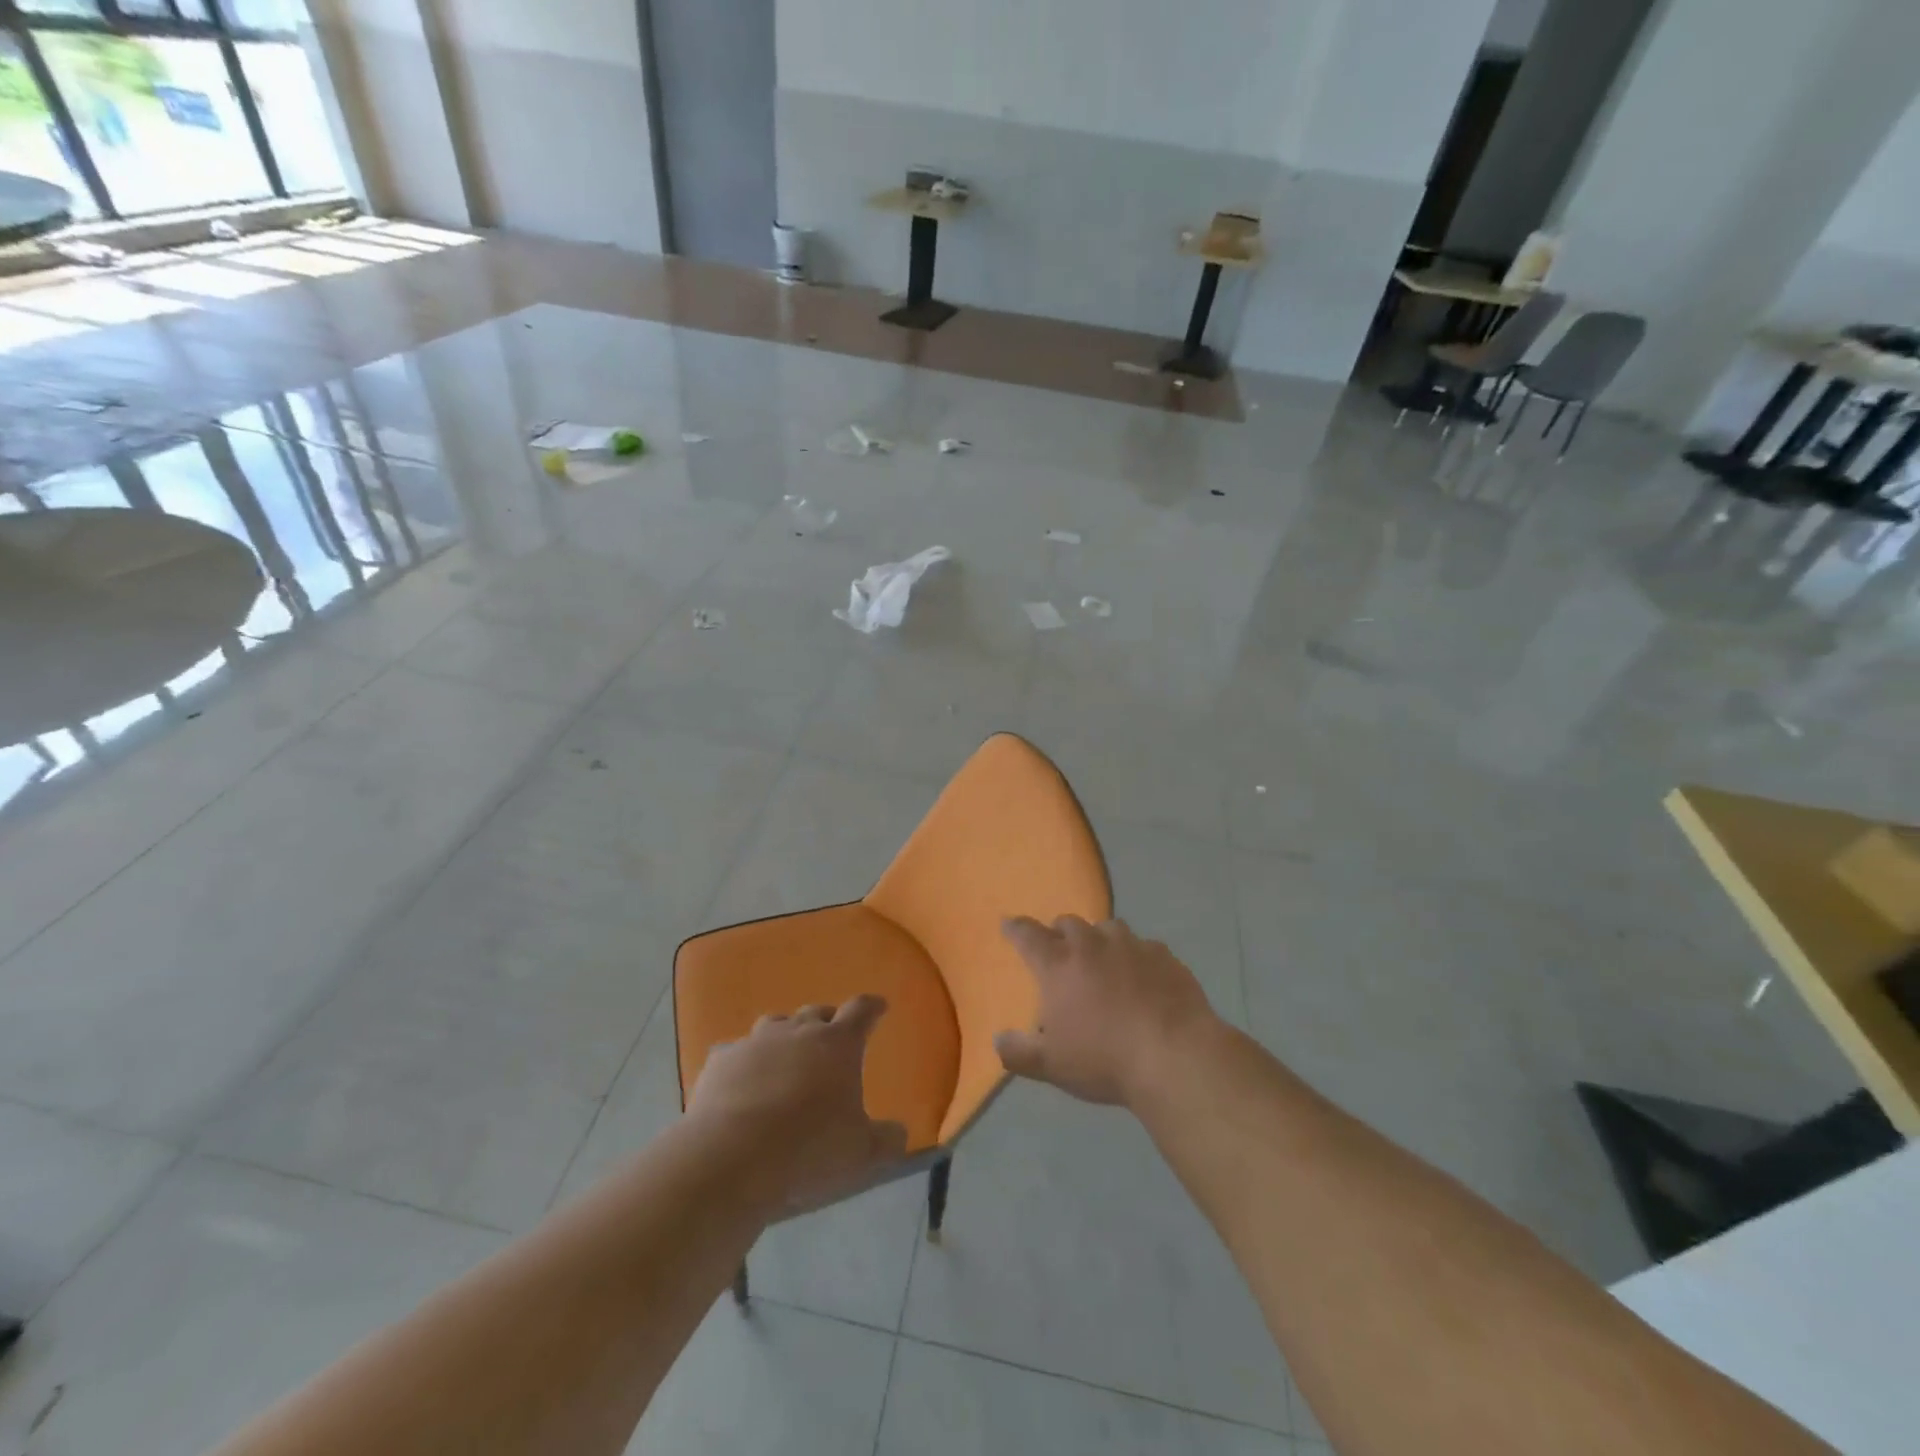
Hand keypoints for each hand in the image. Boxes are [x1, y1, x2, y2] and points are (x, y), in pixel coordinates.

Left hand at [687, 995, 908, 1212]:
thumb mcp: (861, 1153)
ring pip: (775, 1024)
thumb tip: (899, 1133)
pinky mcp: (721, 1062)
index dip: (872, 1008)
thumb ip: (886, 1140)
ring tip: (786, 1057)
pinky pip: (736, 1053)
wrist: (731, 1158)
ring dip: (785, 1036)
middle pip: (816, 1012)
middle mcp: (798, 1032)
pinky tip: (742, 1083)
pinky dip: (745, 1063)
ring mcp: (755, 1043)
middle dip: (827, 1021)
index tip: (879, 1006)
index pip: (861, 1011)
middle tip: (831, 1038)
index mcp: (838, 1044)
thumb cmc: (808, 1149)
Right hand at [995, 916, 1216, 1106]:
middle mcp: (1091, 944)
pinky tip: (1143, 977)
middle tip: (1060, 951)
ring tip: (1103, 960)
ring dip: (1098, 939)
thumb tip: (998, 1040)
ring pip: (1107, 928)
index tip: (1009, 924)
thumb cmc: (1104, 1060)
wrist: (1174, 1056)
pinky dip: (1136, 956)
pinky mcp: (1164, 956)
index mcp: (1058, 964)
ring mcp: (1131, 945)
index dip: (1015, 928)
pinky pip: (1144, 946)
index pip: (1028, 935)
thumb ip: (1019, 1052)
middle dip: (1059, 933)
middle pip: (1068, 923)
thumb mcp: (1051, 1066)